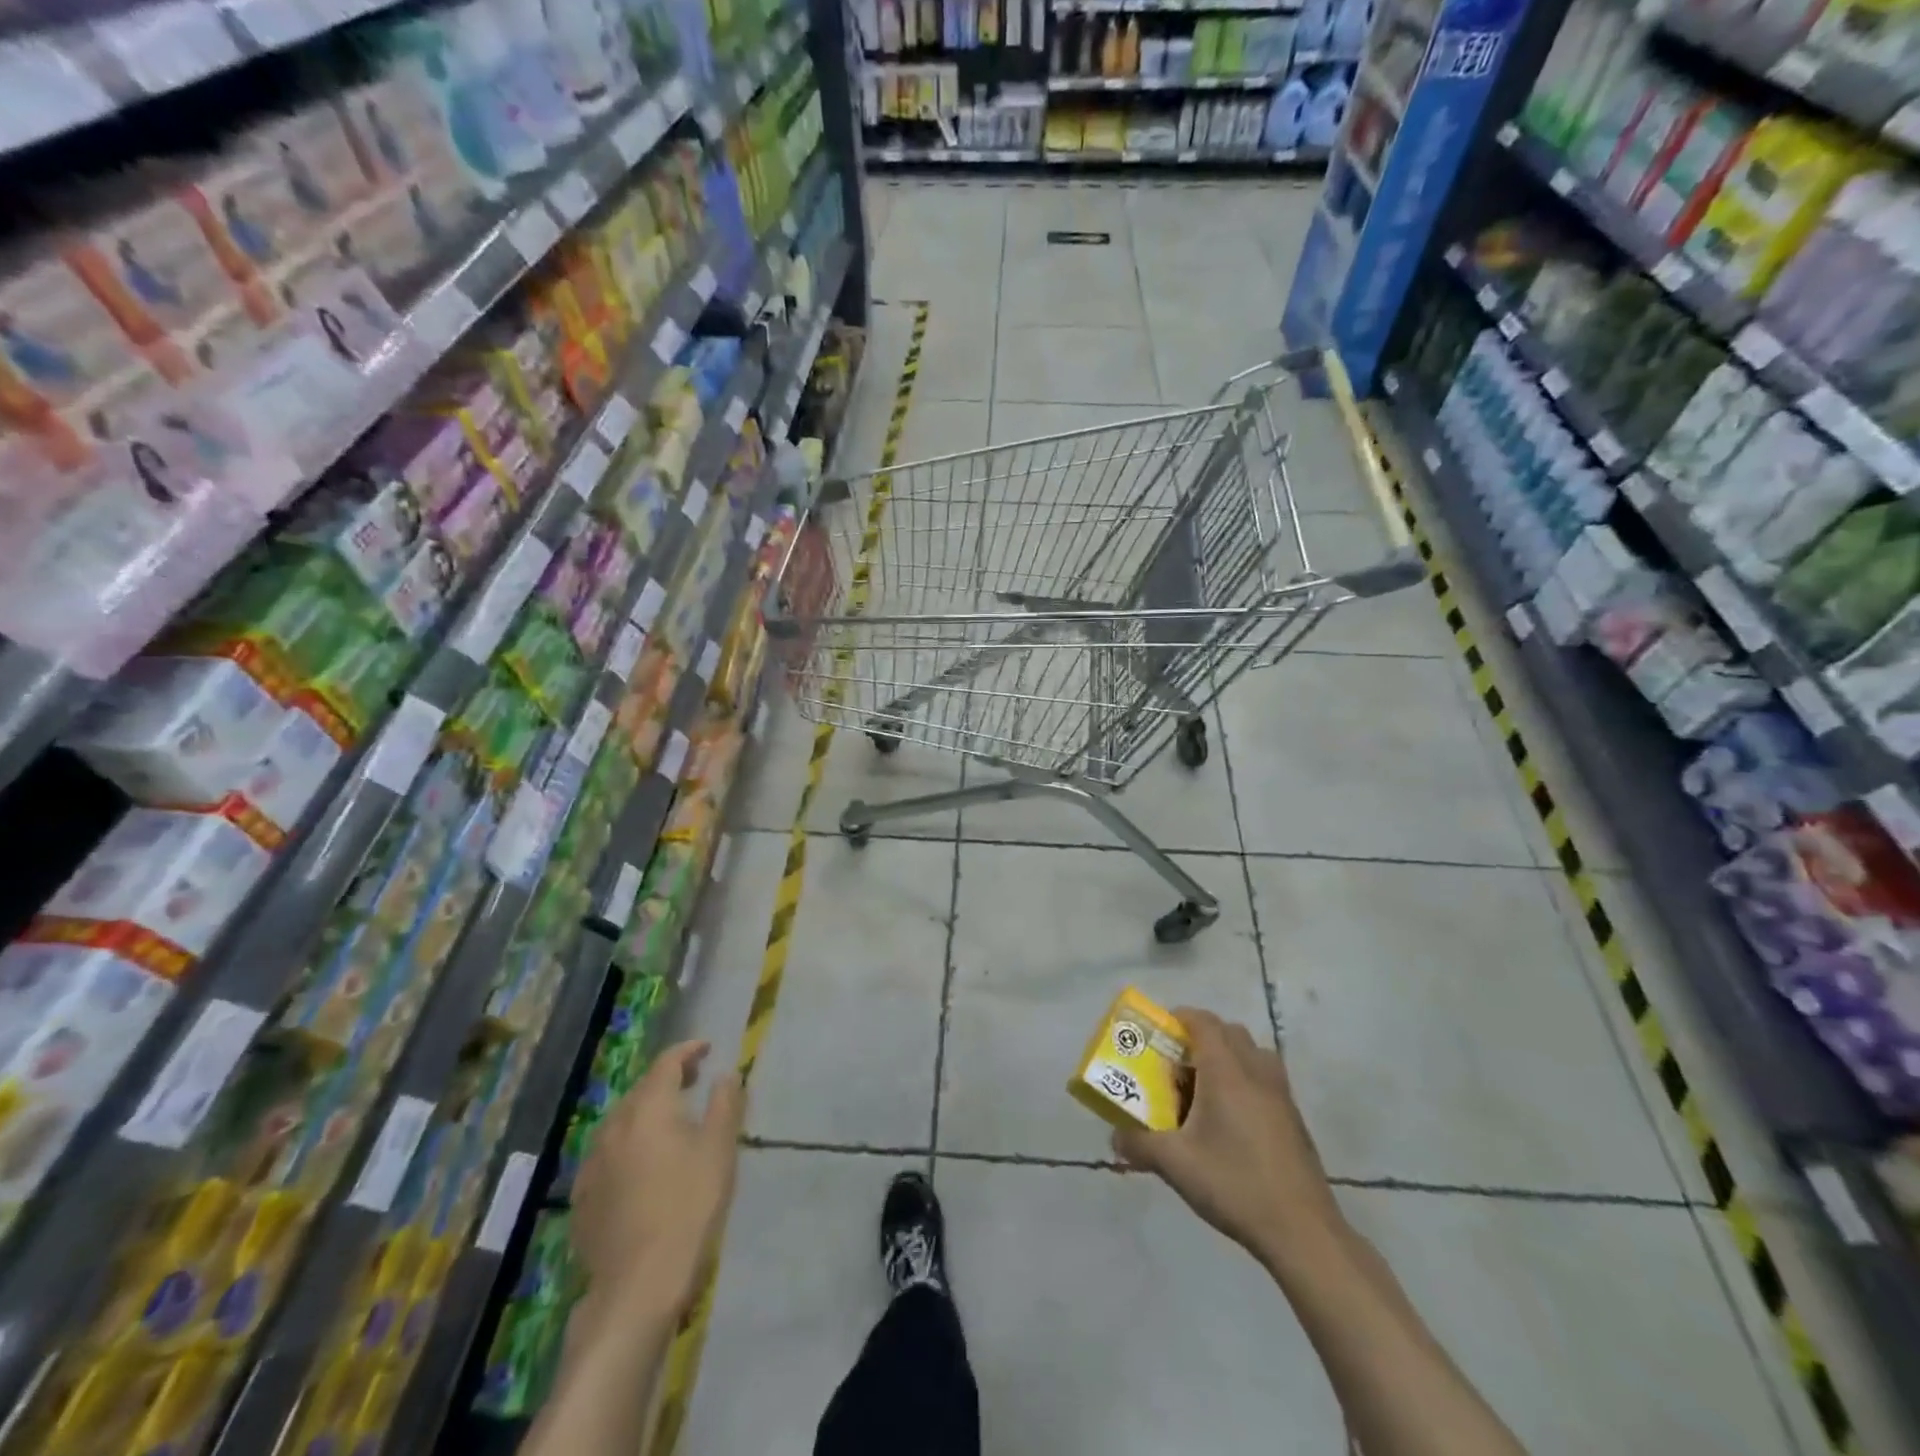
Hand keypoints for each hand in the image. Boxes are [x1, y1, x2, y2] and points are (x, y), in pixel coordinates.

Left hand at [571, 1040, 745, 1317]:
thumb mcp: (719, 1149)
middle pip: (641, 1090)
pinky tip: (642, 1164)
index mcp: (648, 1109)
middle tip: (693, 1080)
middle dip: (667, 1079)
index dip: (688, 1051)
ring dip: (646, 1112)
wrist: (638, 1286)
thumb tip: (726, 1074)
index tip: (707, 1049)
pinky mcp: (583, 1199)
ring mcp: (592, 1165)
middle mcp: (614, 1128)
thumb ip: (725, 1104)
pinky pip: (608, 1155)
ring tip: (670, 1120)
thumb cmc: (688, 1207)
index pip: (666, 1063)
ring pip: (621, 1122)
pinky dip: (629, 1144)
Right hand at [1111, 1008, 1342, 1273]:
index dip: (1180, 1017)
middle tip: (1177, 1063)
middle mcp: (1256, 1072)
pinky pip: (1265, 1079)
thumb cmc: (1235, 1184)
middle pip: (1229, 1032)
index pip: (1203, 1021)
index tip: (1159, 1031)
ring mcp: (1280, 1095)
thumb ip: (1139, 1144)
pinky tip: (1230, 1121)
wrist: (1302, 1232)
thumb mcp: (1175, 1164)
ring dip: (1227, 1058)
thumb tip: (1115, 1138)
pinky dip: (1245, 1081)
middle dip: (1201, 1038)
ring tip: (1204, 1089)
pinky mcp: (1294, 1119)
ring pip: (1252, 1054)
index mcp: (1226, 1071)